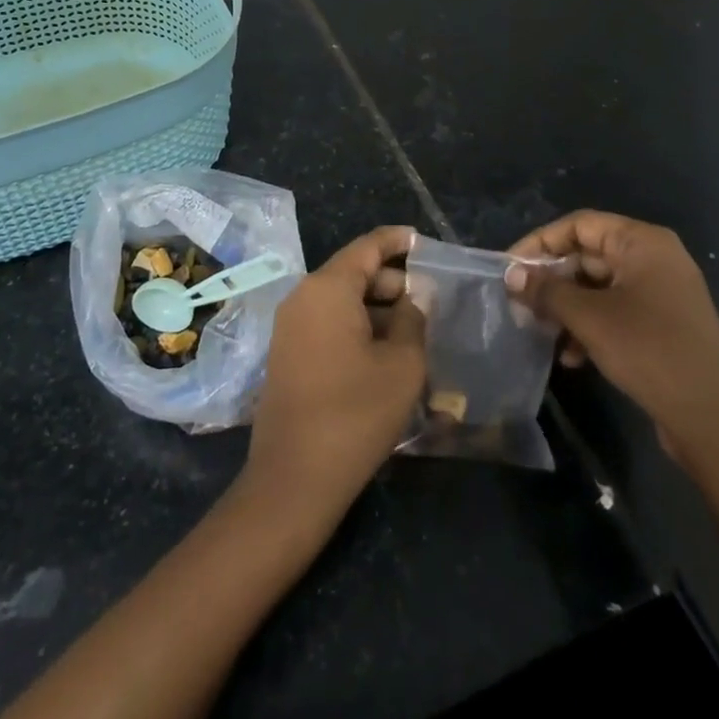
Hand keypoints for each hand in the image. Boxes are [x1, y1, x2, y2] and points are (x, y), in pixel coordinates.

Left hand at [243, 226, 423, 523]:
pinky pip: (327, 322)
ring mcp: (290, 325)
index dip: (398, 241)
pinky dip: (357, 325)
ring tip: (415, 328)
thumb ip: (414, 318)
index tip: (425, 243)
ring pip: (341, 299)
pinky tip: (386, 351)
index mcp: (328, 288)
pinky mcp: (287, 352)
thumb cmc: (356, 413)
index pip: (367, 247)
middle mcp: (303, 296)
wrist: (295, 476)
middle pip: (353, 272)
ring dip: (377, 307)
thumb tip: (415, 296)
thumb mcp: (402, 364)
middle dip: (392, 281)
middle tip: (431, 300)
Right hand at [508, 211, 718, 469]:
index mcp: (643, 242)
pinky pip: (616, 310)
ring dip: (567, 307)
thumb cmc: (647, 350)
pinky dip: (590, 326)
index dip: (540, 243)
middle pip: (588, 255)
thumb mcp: (588, 317)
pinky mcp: (663, 323)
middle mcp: (655, 258)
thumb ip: (546, 290)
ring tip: (541, 332)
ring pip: (599, 286)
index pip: (579, 225)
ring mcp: (662, 292)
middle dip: (552, 280)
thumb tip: (511, 275)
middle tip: (520, 303)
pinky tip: (571, 357)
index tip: (510, 269)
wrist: (711, 418)